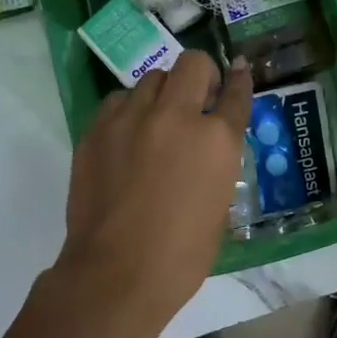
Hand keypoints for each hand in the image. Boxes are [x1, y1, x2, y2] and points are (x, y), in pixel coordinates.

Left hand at [53, 51, 252, 337]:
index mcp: (217, 139)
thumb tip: (209, 146)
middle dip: (201, 75)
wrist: (117, 273)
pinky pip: (118, 101)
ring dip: (163, 94)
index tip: (238, 71)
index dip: (239, 80)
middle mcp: (176, 116)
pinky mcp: (97, 129)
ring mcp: (132, 118)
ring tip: (158, 121)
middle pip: (193, 64)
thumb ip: (217, 162)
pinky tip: (128, 136)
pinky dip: (129, 111)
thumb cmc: (182, 254)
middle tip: (198, 97)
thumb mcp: (219, 204)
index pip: (236, 94)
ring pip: (152, 78)